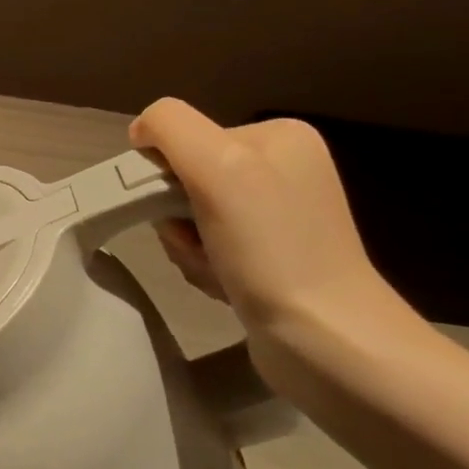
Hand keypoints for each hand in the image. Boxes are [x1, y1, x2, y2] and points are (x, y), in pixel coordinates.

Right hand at [129, 99, 404, 348]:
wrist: (328, 341)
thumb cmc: (272, 248)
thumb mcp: (217, 164)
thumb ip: (170, 127)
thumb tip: (141, 133)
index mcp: (278, 136)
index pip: (183, 138)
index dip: (167, 175)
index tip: (183, 210)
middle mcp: (282, 169)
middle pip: (184, 178)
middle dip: (176, 218)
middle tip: (199, 245)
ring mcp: (277, 216)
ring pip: (189, 217)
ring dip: (187, 246)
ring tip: (216, 270)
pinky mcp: (270, 257)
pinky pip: (207, 247)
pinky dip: (203, 266)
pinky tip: (225, 285)